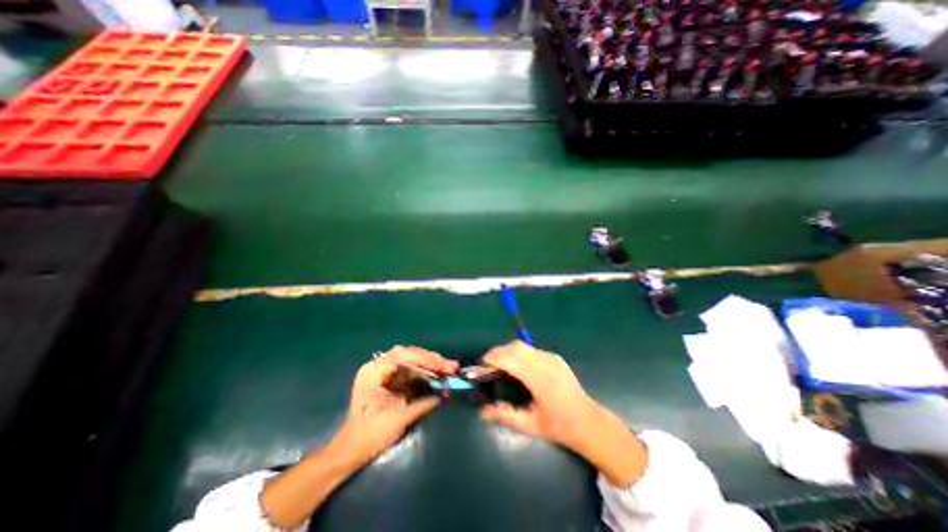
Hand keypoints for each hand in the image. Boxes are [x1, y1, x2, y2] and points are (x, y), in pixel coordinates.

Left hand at [329, 344, 456, 464]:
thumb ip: (422, 402)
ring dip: (431, 365)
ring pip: (413, 361)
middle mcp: (379, 366)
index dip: (425, 358)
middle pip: (410, 355)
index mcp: (374, 371)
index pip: (403, 355)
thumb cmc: (370, 435)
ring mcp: (385, 372)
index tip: (443, 366)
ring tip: (449, 369)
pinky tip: (438, 375)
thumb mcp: (398, 418)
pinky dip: (426, 373)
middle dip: (432, 360)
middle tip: (451, 367)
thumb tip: (445, 393)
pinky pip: (411, 371)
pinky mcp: (391, 380)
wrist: (351, 451)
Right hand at [478, 342, 648, 487]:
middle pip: (516, 347)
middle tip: (487, 364)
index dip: (494, 358)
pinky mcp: (555, 357)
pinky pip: (531, 349)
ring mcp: (552, 358)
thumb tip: (481, 411)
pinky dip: (518, 353)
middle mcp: (547, 364)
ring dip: (508, 351)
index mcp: (541, 381)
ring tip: (499, 364)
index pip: (512, 360)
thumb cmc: (560, 427)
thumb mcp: (530, 425)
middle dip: (498, 351)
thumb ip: (504, 415)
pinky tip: (516, 366)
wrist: (589, 422)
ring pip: (523, 345)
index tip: (482, 364)